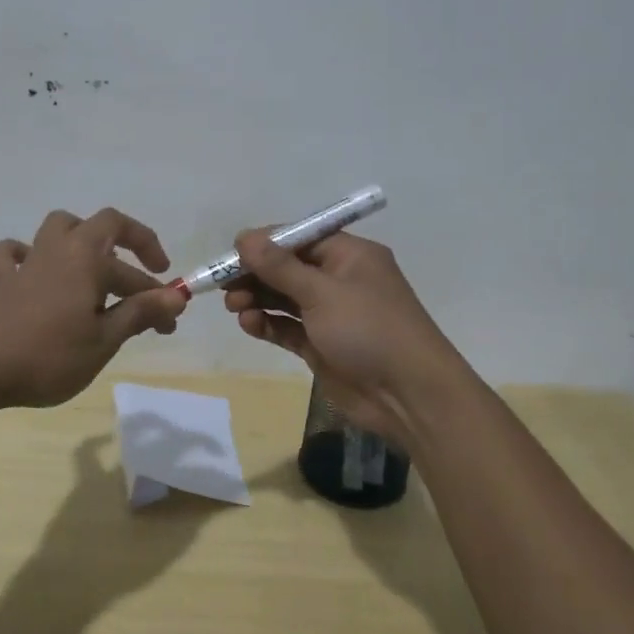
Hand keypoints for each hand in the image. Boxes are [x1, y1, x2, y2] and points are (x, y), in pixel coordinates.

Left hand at [0, 208, 187, 408]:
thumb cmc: (49, 355)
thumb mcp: (104, 340)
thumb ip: (140, 314)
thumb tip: (177, 297)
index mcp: (88, 260)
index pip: (135, 272)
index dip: (158, 295)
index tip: (170, 321)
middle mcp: (60, 249)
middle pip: (101, 225)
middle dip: (131, 243)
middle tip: (146, 274)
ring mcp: (27, 262)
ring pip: (57, 228)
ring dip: (81, 237)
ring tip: (94, 263)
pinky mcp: (0, 282)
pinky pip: (9, 254)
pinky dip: (23, 255)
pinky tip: (32, 270)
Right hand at [224, 230, 465, 447]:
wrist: (409, 396)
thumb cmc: (369, 330)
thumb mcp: (322, 292)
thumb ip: (279, 266)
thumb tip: (244, 237)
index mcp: (349, 255)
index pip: (299, 238)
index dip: (264, 243)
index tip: (231, 253)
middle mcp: (339, 279)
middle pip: (287, 268)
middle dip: (255, 274)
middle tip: (224, 285)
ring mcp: (330, 314)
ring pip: (284, 298)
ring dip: (257, 299)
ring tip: (234, 307)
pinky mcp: (321, 345)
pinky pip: (287, 327)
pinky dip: (267, 324)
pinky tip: (249, 324)